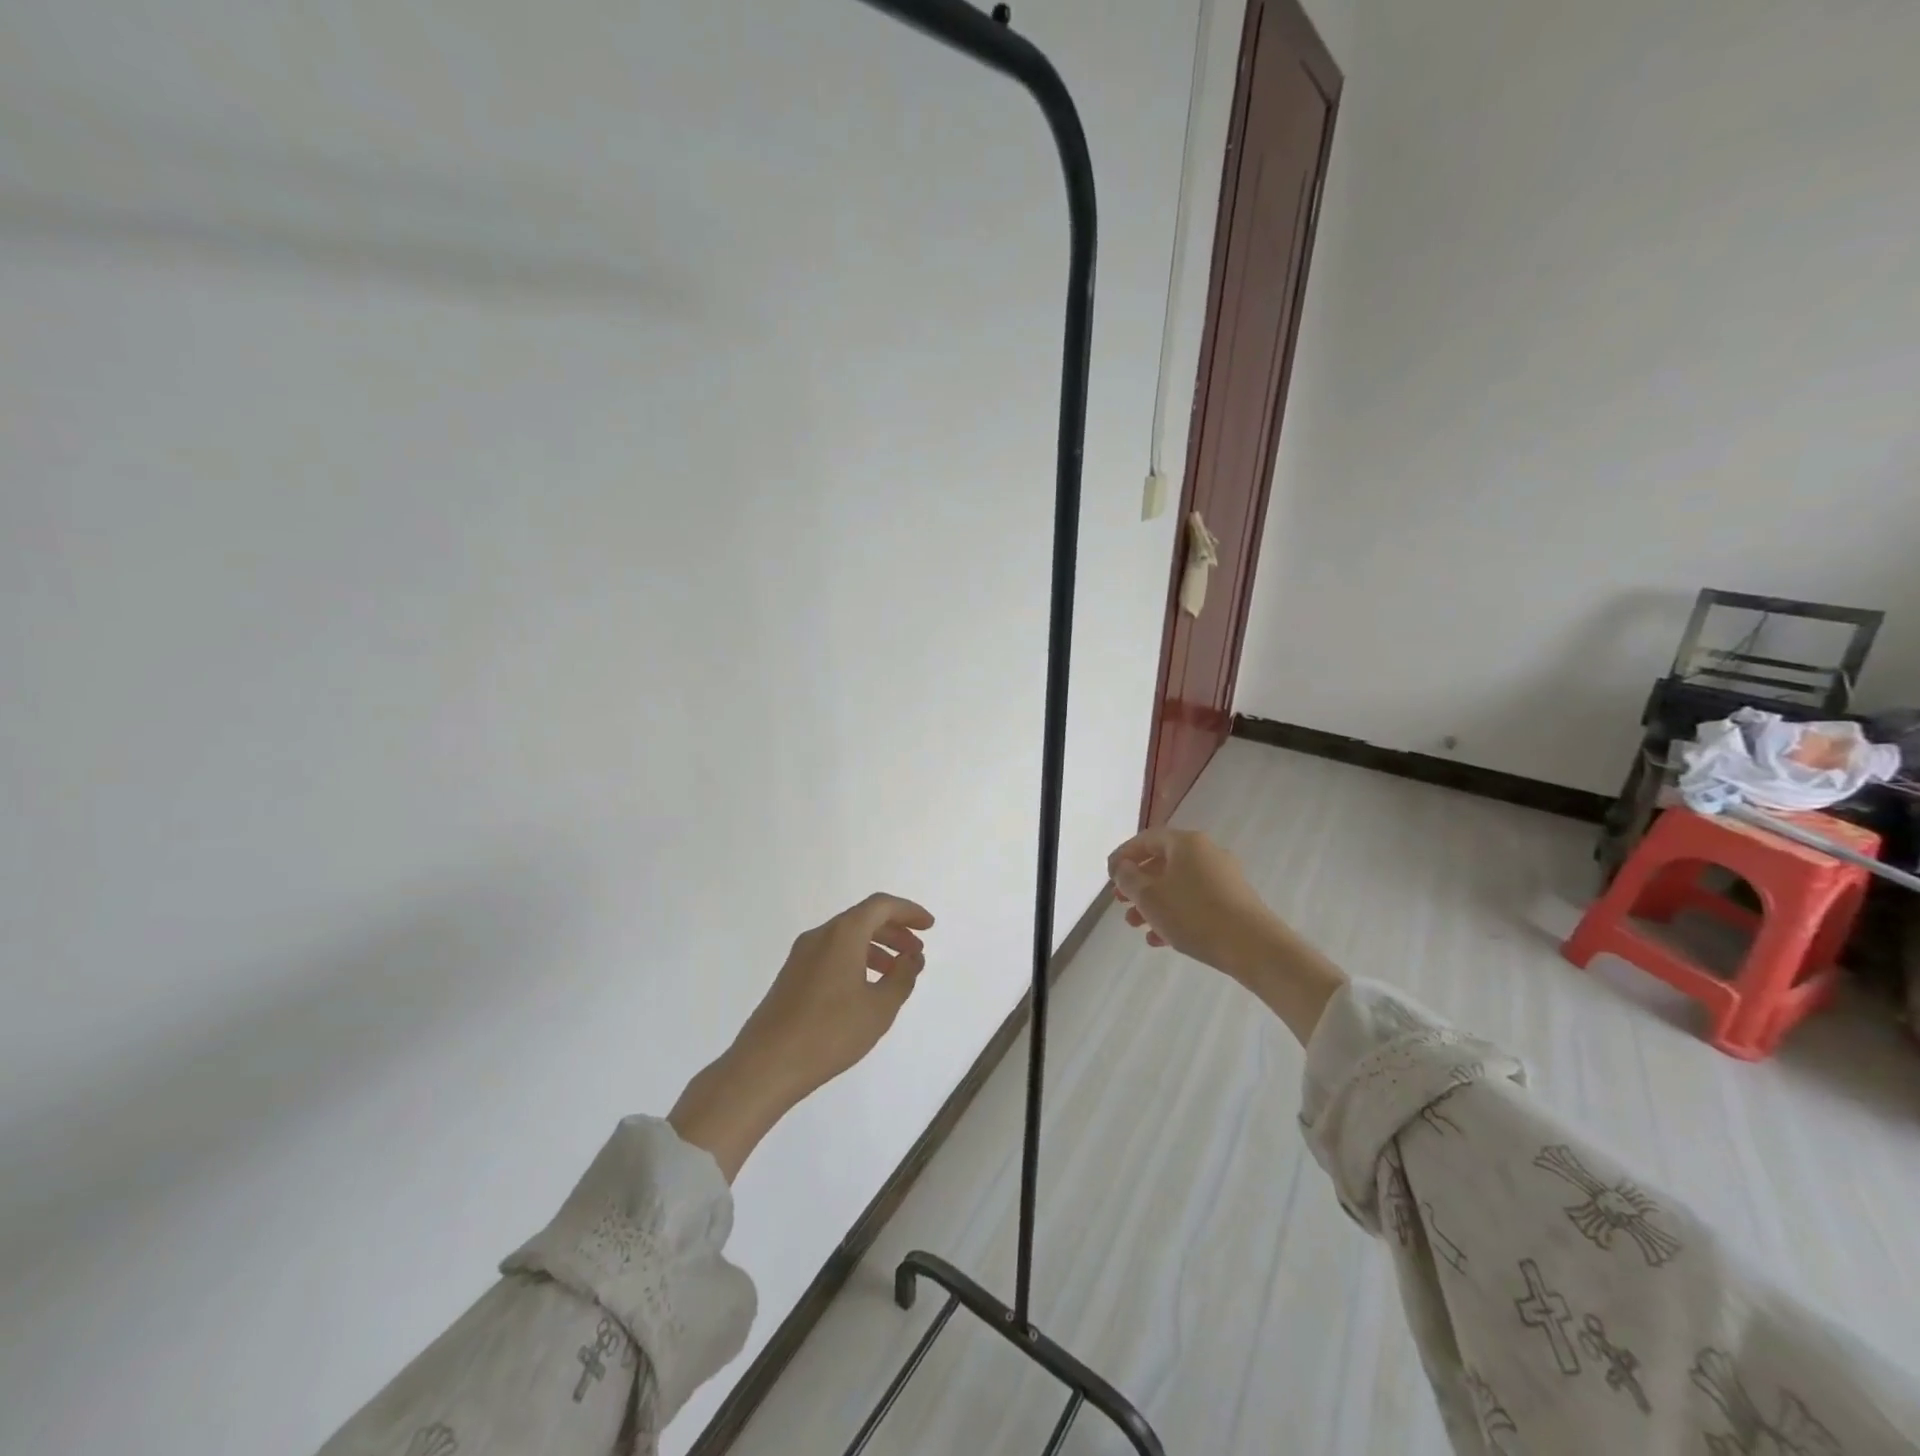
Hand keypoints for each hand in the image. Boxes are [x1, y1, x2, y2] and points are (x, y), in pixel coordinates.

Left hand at [735, 892, 934, 1098]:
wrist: (766, 1064)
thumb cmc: (830, 1032)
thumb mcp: (879, 1008)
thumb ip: (902, 977)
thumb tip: (912, 957)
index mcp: (843, 934)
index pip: (881, 906)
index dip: (908, 911)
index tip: (929, 926)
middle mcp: (820, 935)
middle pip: (863, 919)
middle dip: (894, 931)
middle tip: (916, 952)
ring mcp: (801, 955)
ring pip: (846, 937)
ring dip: (876, 947)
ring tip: (895, 974)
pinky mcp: (792, 975)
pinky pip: (832, 953)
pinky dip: (855, 959)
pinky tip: (865, 988)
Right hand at [1108, 828, 1285, 979]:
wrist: (1254, 947)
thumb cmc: (1194, 915)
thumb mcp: (1150, 897)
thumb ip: (1129, 878)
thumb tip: (1124, 867)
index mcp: (1186, 843)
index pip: (1146, 839)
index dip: (1123, 855)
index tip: (1109, 876)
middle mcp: (1207, 853)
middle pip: (1163, 862)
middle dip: (1138, 884)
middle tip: (1121, 902)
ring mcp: (1223, 877)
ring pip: (1178, 885)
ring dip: (1154, 903)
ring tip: (1136, 925)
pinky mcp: (1234, 901)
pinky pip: (1195, 901)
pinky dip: (1175, 913)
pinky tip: (1160, 939)